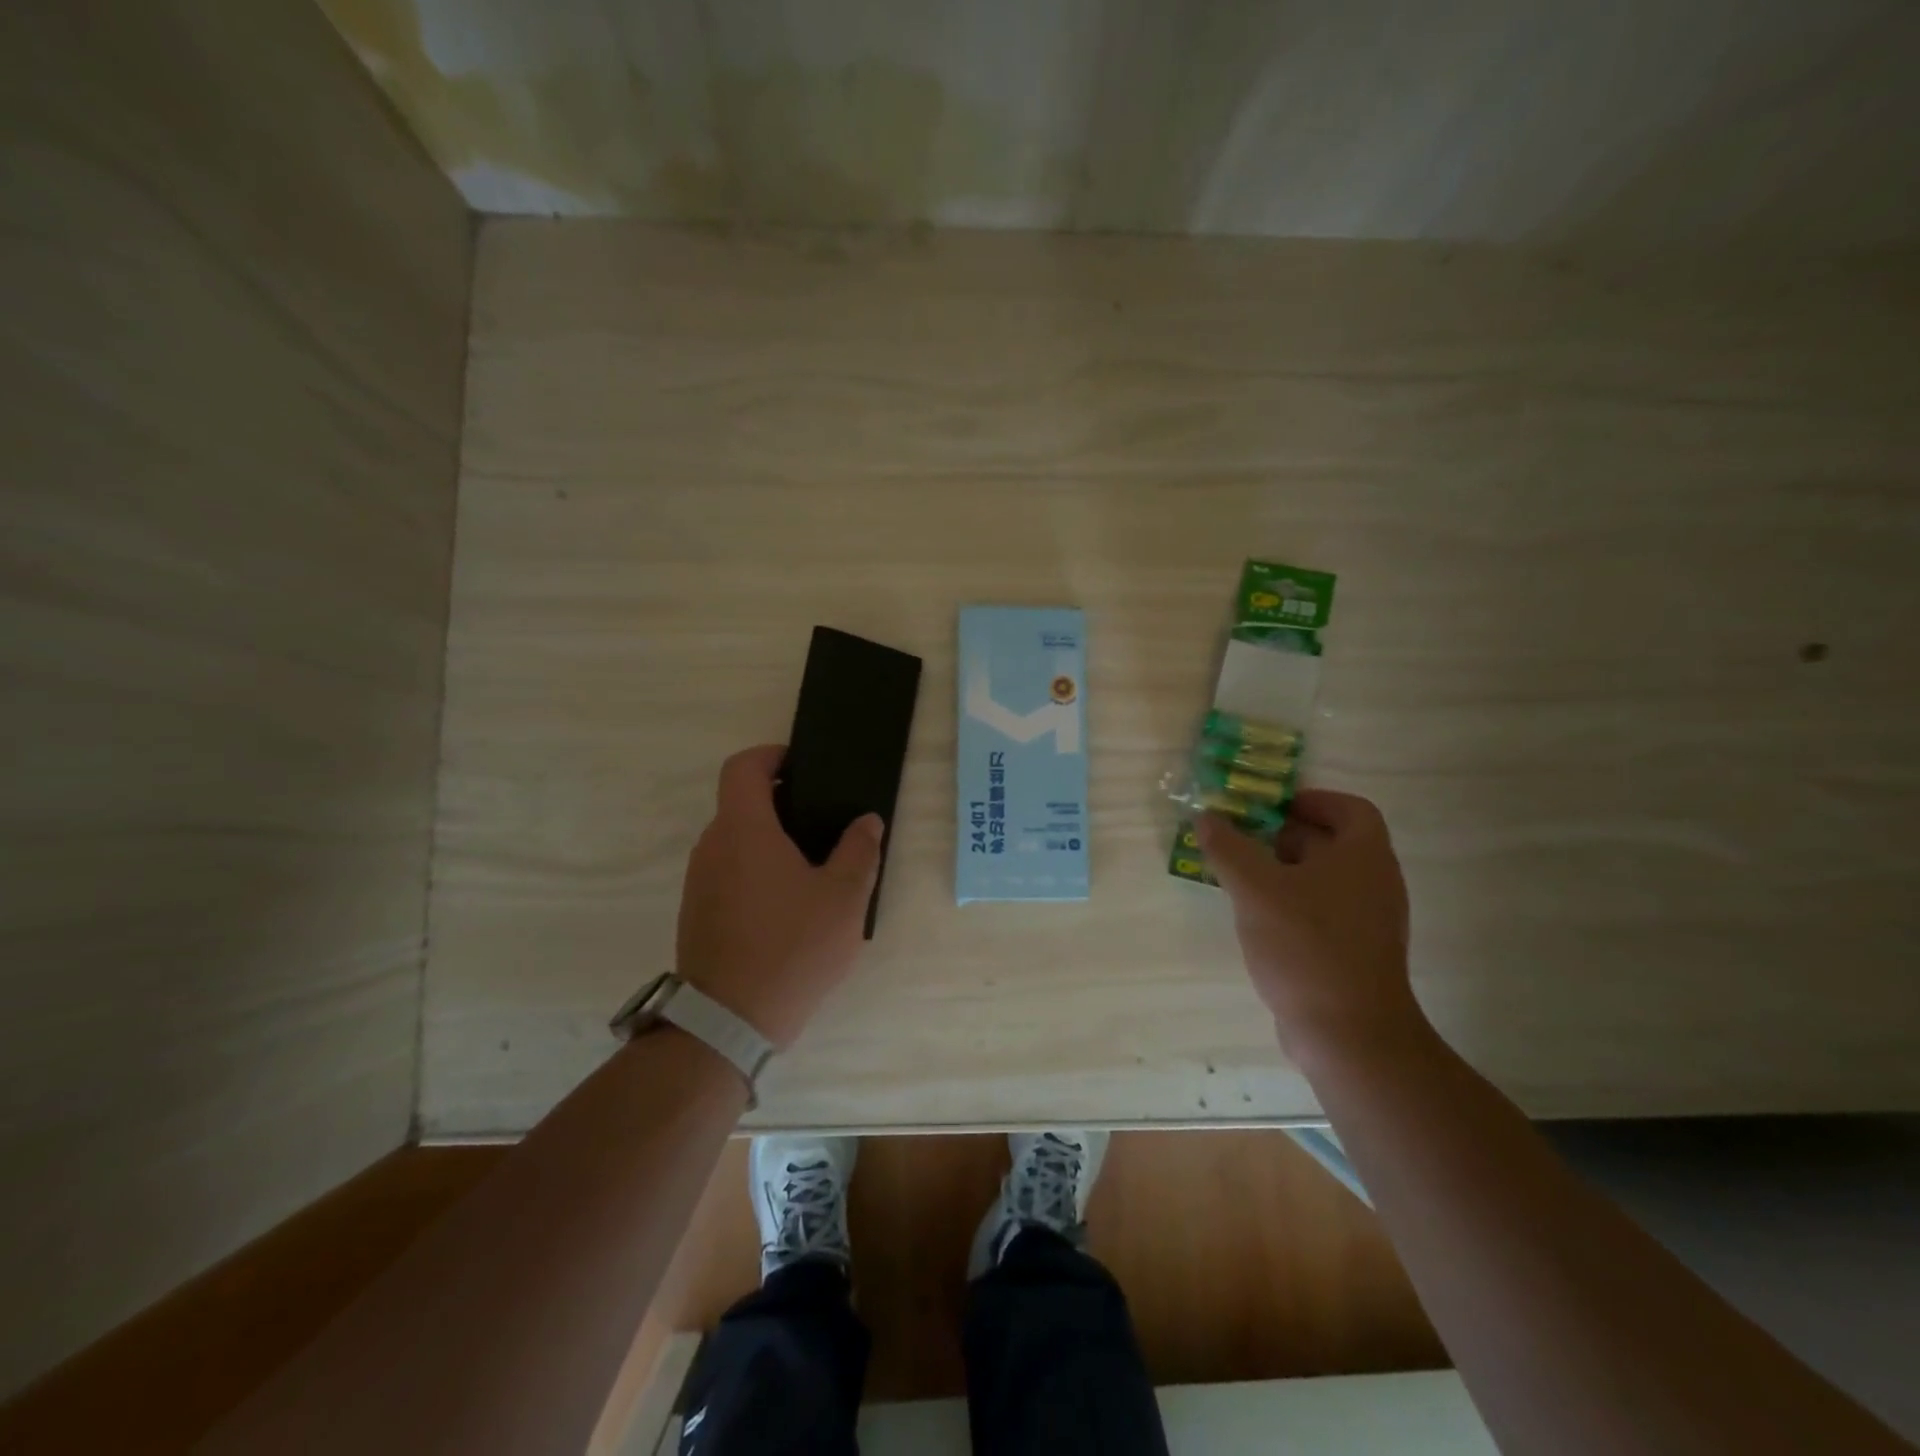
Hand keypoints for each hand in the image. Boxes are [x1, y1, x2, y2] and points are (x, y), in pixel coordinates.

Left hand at [676, 745, 883, 1048]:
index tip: (803, 765)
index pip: (743, 767)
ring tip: (813, 868)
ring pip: (736, 841)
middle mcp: (712, 847)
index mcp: (744, 830)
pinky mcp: (697, 913)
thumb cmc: (791, 948)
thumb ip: (860, 851)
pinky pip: (728, 872)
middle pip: (742, 804)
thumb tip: (866, 821)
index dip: (771, 755)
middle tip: (825, 823)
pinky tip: (788, 905)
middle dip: (782, 803)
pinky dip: (755, 870)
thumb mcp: (844, 898)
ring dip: (769, 841)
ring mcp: (699, 882)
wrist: (728, 1022)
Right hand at [1195, 791, 1424, 1063]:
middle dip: (1285, 835)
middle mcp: (1375, 883)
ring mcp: (1368, 922)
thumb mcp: (1255, 889)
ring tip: (1239, 878)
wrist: (1348, 1034)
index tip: (1271, 807)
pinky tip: (1257, 919)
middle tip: (1241, 839)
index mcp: (1364, 856)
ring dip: (1283, 871)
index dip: (1312, 800)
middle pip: (1333, 843)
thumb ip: (1228, 848)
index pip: (1351, 809)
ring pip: (1324, 880)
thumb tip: (1207, 817)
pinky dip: (1291, 904)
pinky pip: (1322, 912)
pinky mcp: (1355, 953)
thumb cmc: (1306, 946)